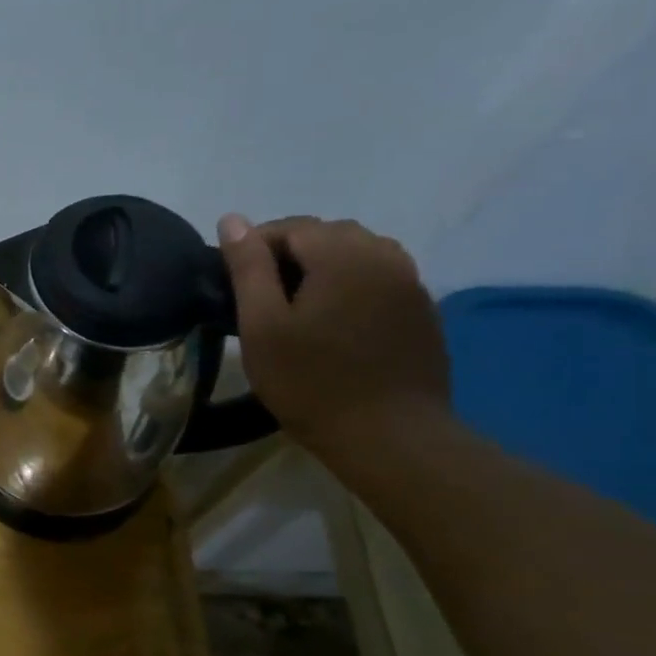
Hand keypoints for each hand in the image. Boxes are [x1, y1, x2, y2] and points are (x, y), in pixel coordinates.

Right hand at [218, 214, 450, 456]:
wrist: (390, 436)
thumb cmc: (312, 383)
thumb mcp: (262, 327)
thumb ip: (248, 268)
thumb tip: (232, 220)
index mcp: (342, 254)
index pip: (292, 226)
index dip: (256, 246)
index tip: (234, 282)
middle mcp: (384, 255)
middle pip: (328, 234)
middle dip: (291, 254)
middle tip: (262, 297)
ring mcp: (411, 283)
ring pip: (358, 254)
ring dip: (324, 267)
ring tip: (298, 306)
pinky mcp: (422, 311)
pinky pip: (380, 279)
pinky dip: (352, 286)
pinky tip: (335, 323)